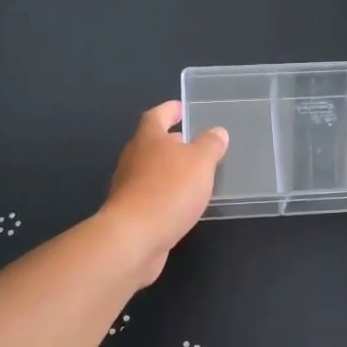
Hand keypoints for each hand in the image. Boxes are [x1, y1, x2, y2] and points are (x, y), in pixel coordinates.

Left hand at [101, 101, 228, 283]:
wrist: (134, 239)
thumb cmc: (168, 190)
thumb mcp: (200, 162)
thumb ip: (210, 145)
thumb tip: (217, 132)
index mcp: (148, 138)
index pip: (157, 115)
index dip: (170, 110)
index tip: (183, 108)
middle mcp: (133, 158)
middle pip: (152, 143)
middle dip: (173, 142)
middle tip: (195, 143)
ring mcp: (129, 186)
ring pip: (152, 170)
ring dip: (171, 170)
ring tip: (195, 174)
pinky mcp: (130, 212)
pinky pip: (152, 195)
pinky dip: (167, 194)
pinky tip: (183, 203)